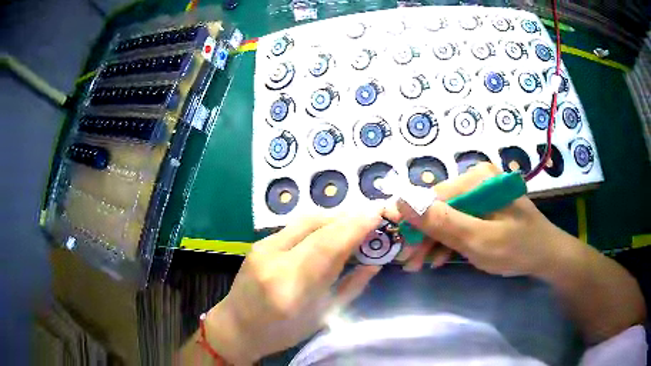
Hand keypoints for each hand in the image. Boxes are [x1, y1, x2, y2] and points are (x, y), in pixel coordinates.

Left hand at [203, 213, 381, 364]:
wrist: (236, 326)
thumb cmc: (282, 332)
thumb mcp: (322, 316)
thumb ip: (350, 286)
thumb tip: (374, 262)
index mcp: (290, 288)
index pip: (327, 246)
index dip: (355, 227)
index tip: (378, 214)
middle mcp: (273, 260)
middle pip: (316, 226)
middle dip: (348, 217)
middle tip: (372, 216)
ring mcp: (262, 247)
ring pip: (305, 220)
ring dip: (335, 218)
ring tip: (356, 221)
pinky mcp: (259, 242)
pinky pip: (296, 226)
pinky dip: (320, 223)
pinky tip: (332, 228)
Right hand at [386, 162, 561, 276]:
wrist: (546, 255)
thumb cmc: (516, 248)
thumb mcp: (478, 239)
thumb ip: (441, 221)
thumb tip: (401, 200)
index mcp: (477, 178)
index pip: (433, 197)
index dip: (413, 223)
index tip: (400, 248)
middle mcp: (477, 178)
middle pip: (439, 207)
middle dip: (423, 236)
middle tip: (411, 263)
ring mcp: (481, 192)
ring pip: (446, 215)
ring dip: (433, 240)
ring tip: (421, 264)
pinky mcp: (484, 205)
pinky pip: (459, 219)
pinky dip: (448, 239)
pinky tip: (440, 257)